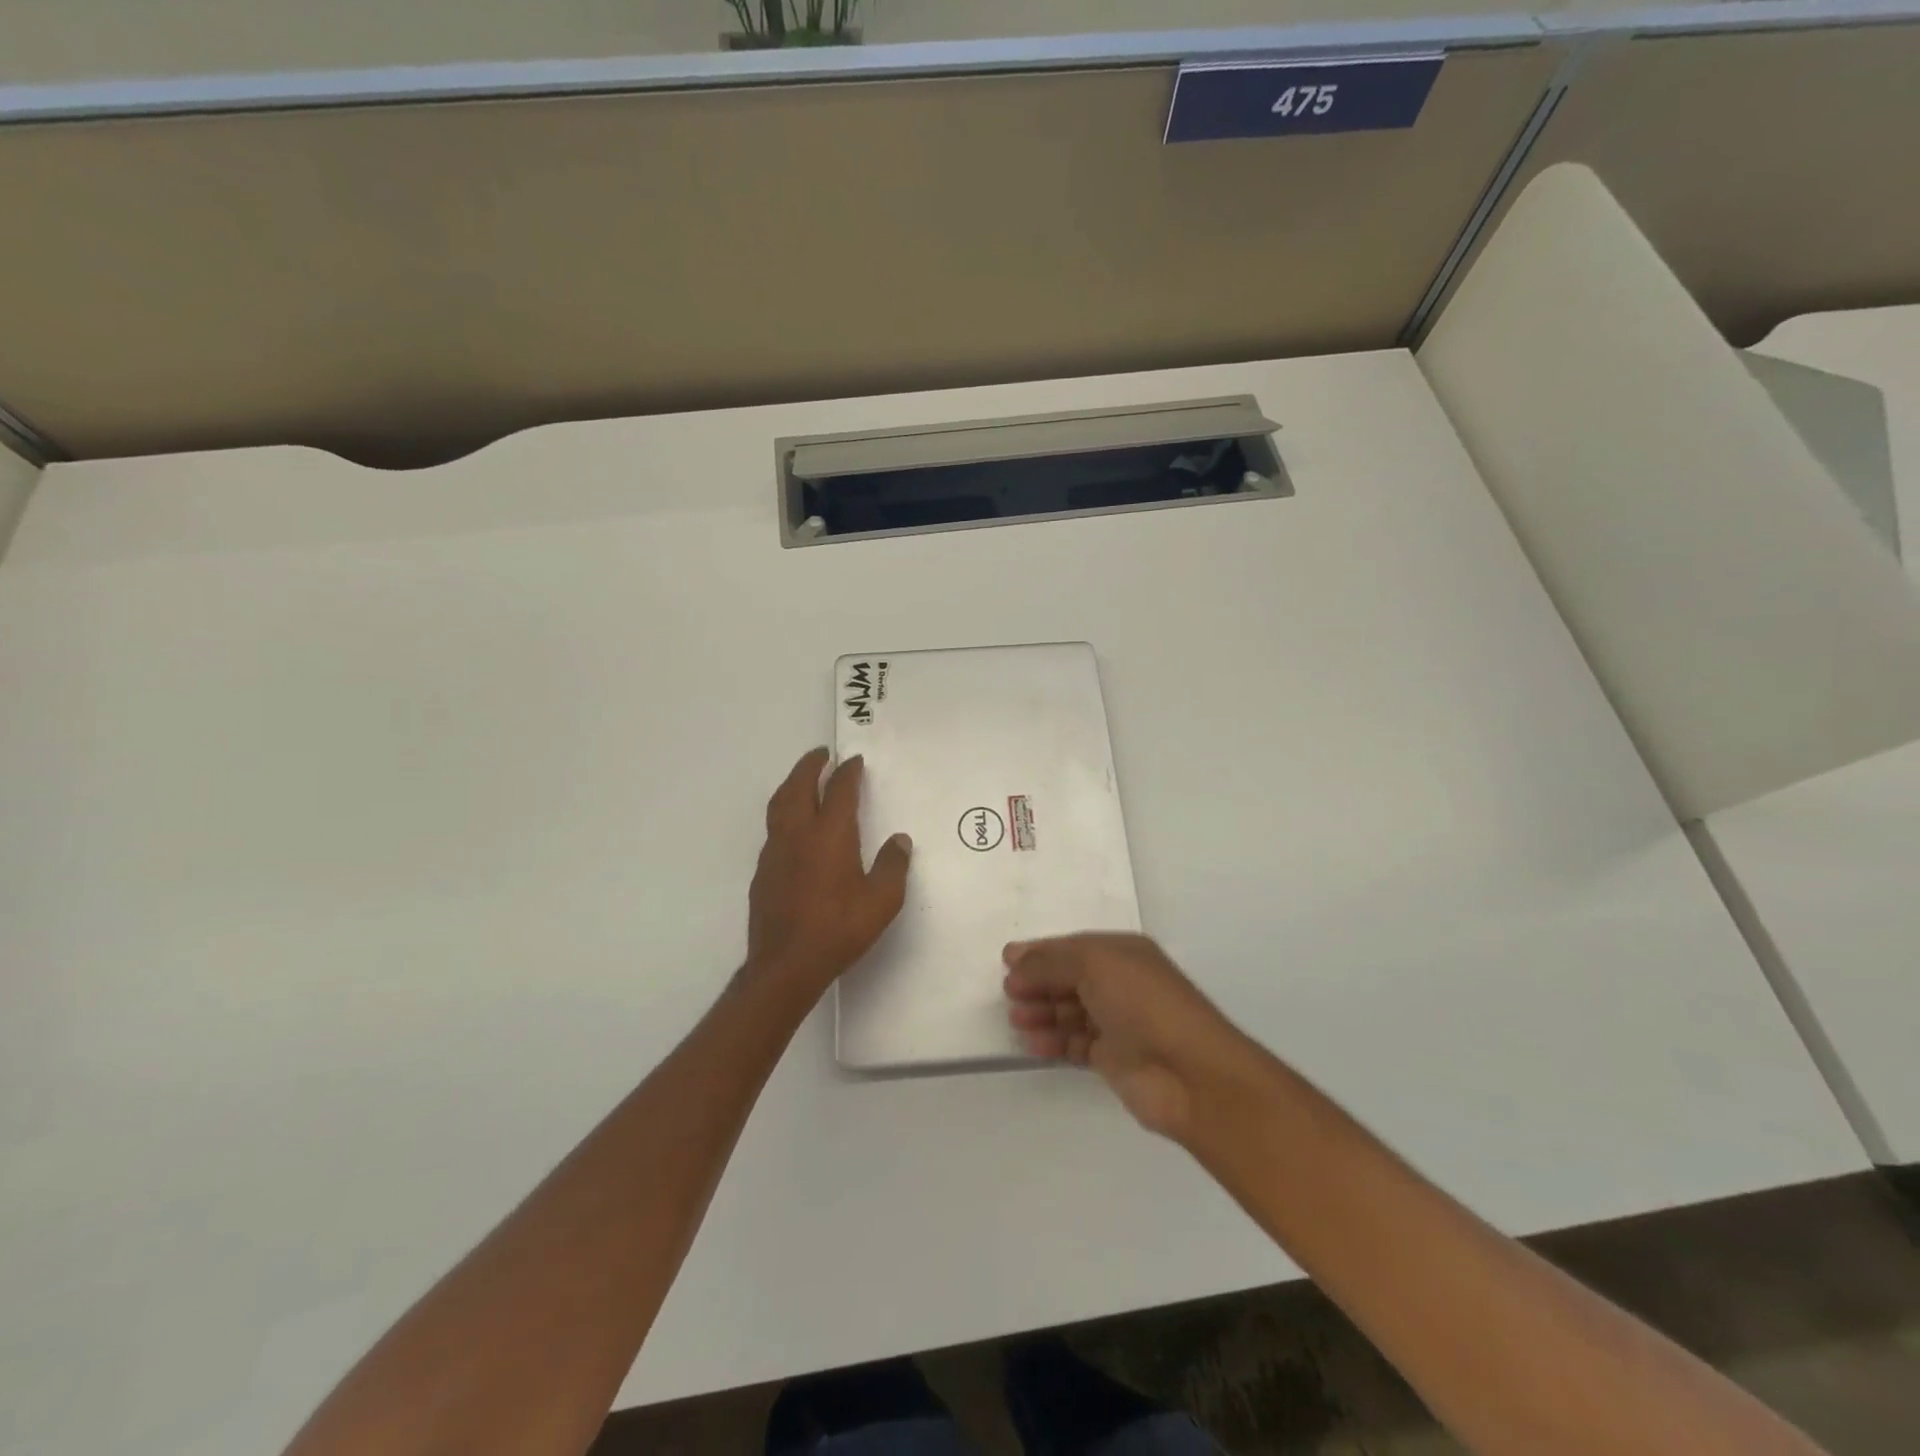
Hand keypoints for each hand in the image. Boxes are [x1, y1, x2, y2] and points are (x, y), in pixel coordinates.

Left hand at [746, 747, 911, 1006]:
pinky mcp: (763, 871)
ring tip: (803, 779)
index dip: (848, 772)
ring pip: (779, 804)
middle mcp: (799, 834)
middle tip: (821, 754)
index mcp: (830, 835)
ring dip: (792, 784)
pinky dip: (784, 812)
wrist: (785, 965)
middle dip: (810, 766)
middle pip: (799, 786)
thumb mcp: (882, 901)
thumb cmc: (839, 929)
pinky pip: (773, 828)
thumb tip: (899, 840)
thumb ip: (892, 866)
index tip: (855, 760)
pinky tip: (793, 826)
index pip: (839, 790)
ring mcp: (776, 852)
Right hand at [1004, 934, 1257, 1141]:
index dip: (1040, 953)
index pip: (1072, 947)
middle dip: (1038, 983)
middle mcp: (1121, 983)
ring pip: (1070, 1011)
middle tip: (1008, 994)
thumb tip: (1014, 958)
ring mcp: (1118, 1022)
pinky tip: (1032, 1044)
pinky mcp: (1114, 1058)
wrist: (1190, 1073)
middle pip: (1069, 978)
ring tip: (1017, 1020)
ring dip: (1042, 1012)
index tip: (1006, 962)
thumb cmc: (1142, 1003)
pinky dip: (1053, 1042)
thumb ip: (1049, 961)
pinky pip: (1074, 1043)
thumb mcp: (1093, 964)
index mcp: (1122, 952)